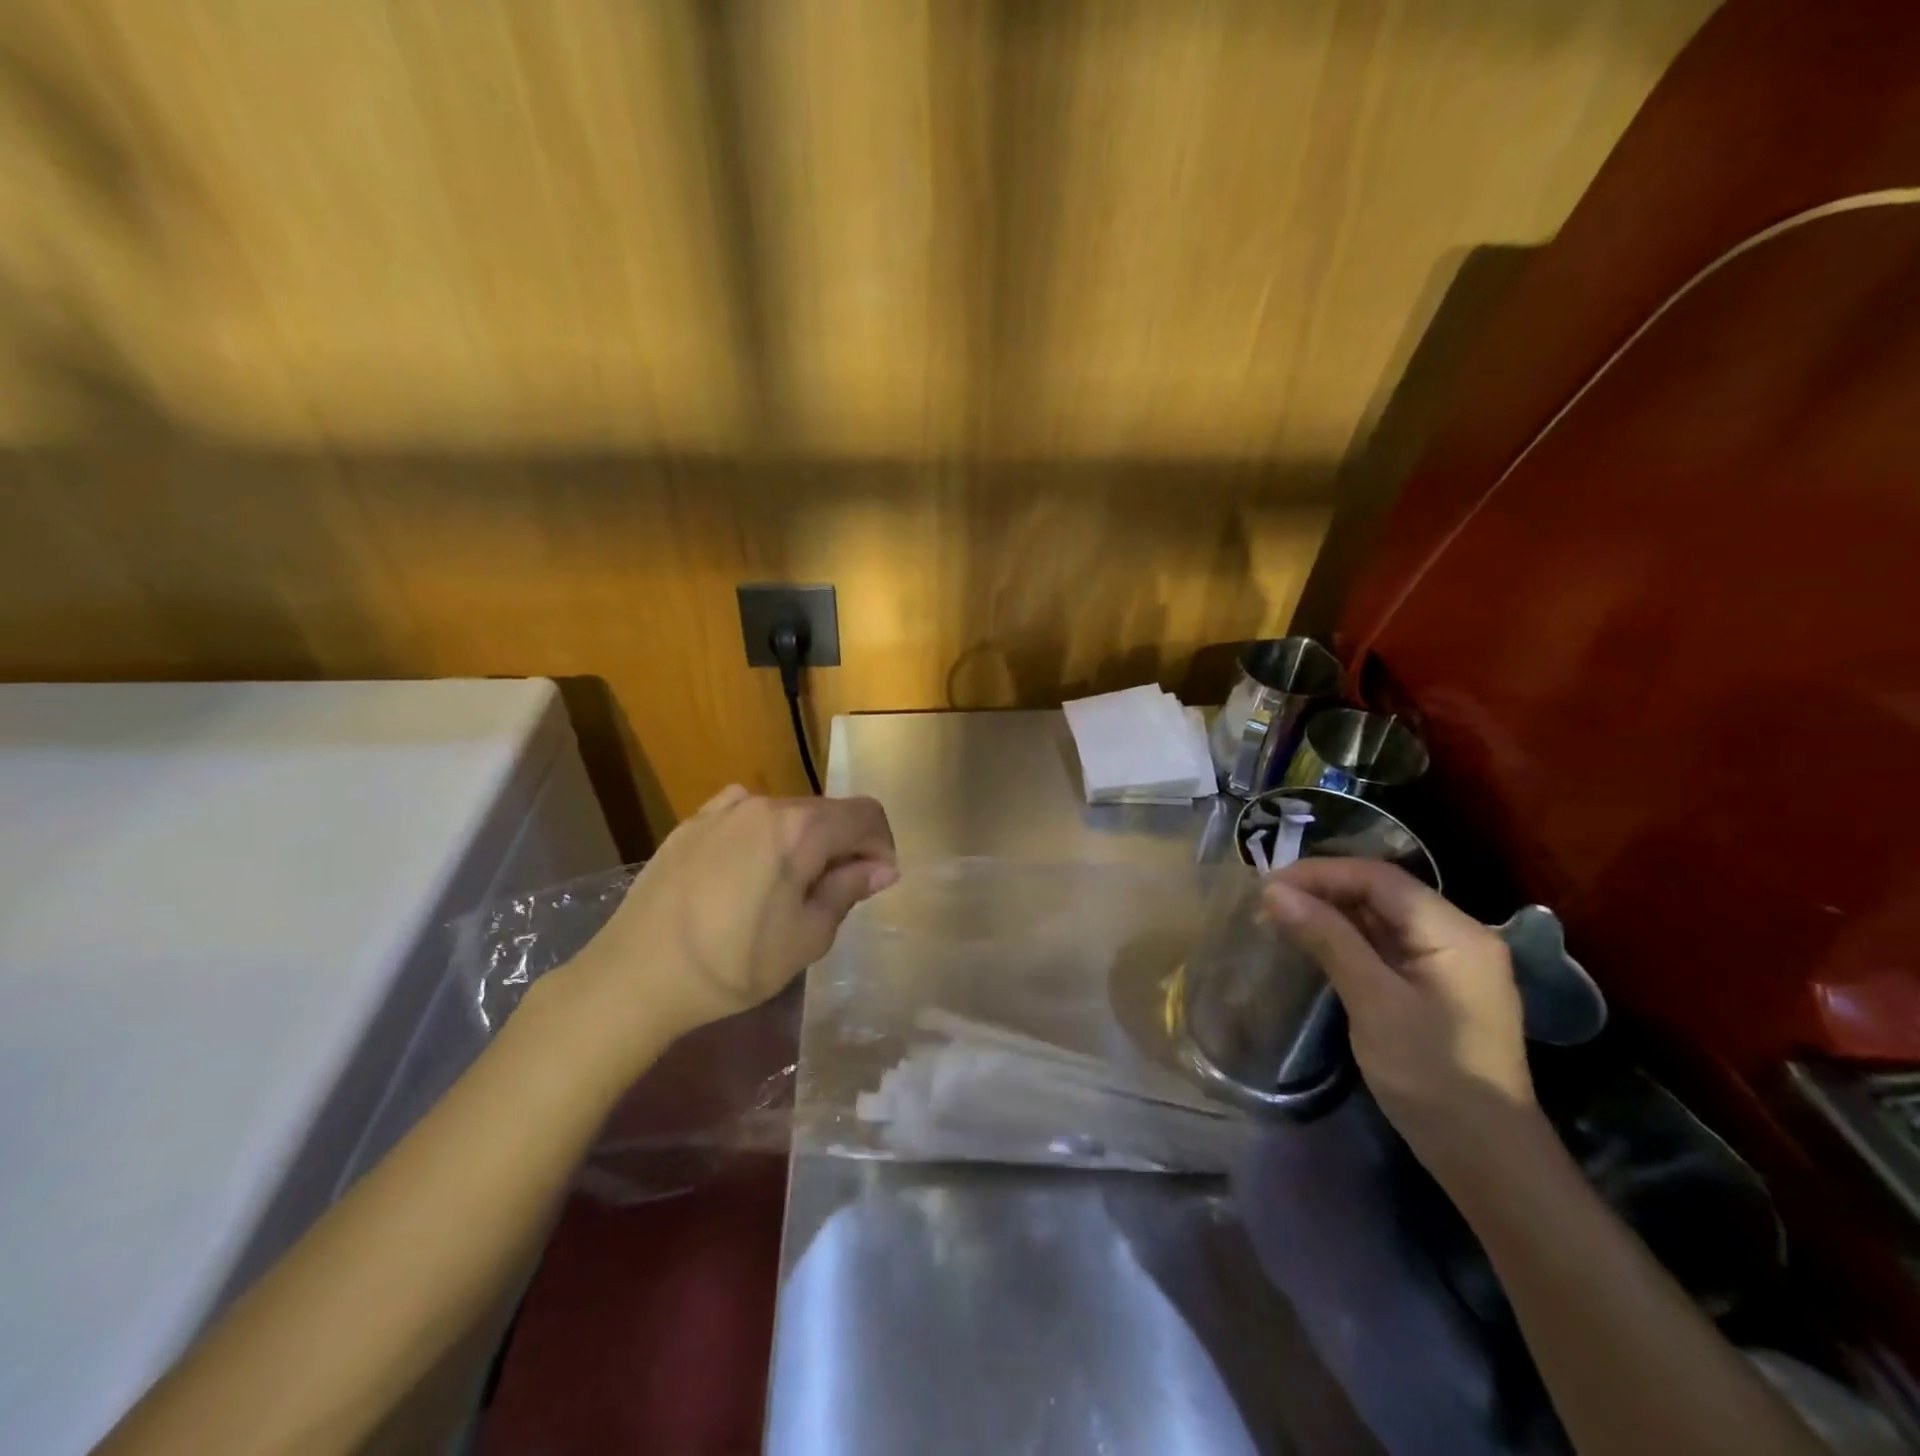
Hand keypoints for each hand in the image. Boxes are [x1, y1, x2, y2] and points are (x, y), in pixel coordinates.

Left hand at [561, 786, 897, 1046]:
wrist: (635, 976)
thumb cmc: (733, 963)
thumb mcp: (807, 937)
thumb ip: (848, 890)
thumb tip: (881, 868)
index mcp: (800, 828)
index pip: (866, 814)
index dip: (882, 846)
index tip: (875, 884)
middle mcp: (764, 804)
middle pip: (827, 811)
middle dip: (844, 845)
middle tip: (834, 895)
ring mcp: (723, 809)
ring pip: (787, 813)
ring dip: (804, 842)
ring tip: (788, 889)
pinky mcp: (691, 823)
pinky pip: (745, 815)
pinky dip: (764, 835)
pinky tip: (749, 870)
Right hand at [1262, 858, 1537, 1183]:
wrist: (1488, 1159)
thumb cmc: (1432, 1076)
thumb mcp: (1374, 1002)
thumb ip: (1327, 939)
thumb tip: (1274, 891)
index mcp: (1455, 932)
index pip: (1380, 878)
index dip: (1321, 873)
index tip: (1268, 885)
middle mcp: (1457, 936)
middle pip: (1382, 892)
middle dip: (1323, 890)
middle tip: (1268, 902)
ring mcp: (1448, 962)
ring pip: (1381, 917)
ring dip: (1331, 912)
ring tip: (1281, 917)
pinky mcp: (1435, 987)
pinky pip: (1385, 944)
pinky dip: (1346, 938)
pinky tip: (1314, 944)